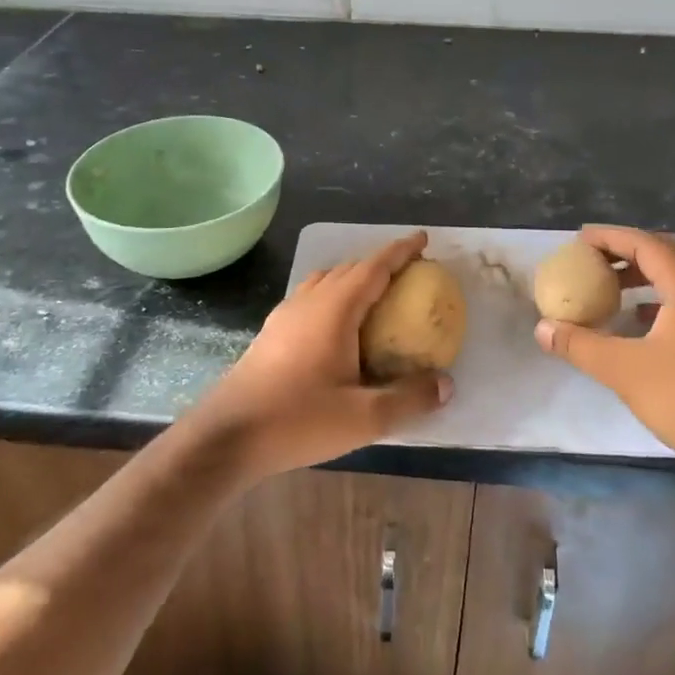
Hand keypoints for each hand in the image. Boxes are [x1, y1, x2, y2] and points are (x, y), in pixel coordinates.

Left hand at [187, 231, 451, 480]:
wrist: (228, 435)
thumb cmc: (298, 419)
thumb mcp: (364, 417)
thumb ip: (409, 398)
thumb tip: (446, 384)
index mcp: (335, 309)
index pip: (374, 267)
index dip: (400, 251)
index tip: (423, 239)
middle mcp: (309, 301)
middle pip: (350, 269)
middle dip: (381, 264)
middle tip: (409, 273)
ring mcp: (286, 315)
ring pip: (327, 281)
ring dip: (354, 278)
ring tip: (377, 295)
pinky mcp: (272, 332)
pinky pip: (311, 298)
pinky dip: (335, 296)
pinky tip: (339, 327)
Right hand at [534, 226, 674, 490]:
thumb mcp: (623, 370)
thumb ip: (579, 344)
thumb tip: (542, 328)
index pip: (647, 244)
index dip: (611, 237)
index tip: (579, 240)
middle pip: (667, 254)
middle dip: (628, 251)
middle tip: (593, 258)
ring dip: (644, 275)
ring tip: (609, 287)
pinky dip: (658, 299)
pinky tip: (637, 321)